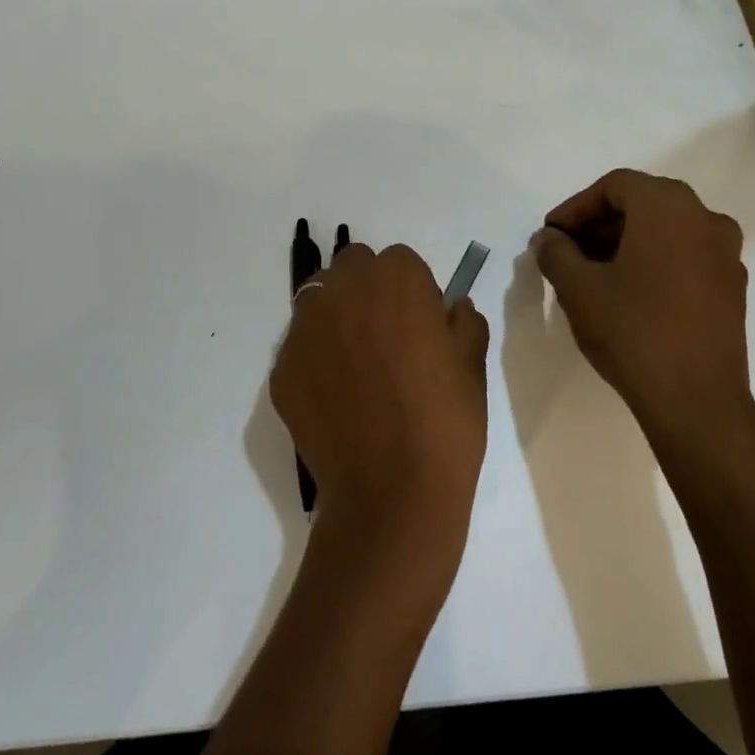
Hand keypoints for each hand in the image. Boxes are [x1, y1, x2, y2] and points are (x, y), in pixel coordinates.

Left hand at [270, 243, 489, 585]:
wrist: (391, 493)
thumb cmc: (445, 422)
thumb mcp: (472, 364)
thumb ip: (464, 320)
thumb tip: (453, 307)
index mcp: (397, 278)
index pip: (399, 261)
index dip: (411, 290)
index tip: (419, 323)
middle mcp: (345, 289)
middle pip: (352, 268)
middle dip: (367, 290)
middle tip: (385, 336)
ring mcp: (306, 327)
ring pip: (319, 300)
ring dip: (336, 316)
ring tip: (354, 364)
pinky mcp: (281, 366)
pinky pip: (300, 346)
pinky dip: (315, 359)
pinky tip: (334, 397)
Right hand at [534, 170, 754, 449]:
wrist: (697, 401)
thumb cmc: (633, 331)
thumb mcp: (578, 289)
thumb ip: (556, 253)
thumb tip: (549, 239)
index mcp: (668, 206)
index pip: (614, 186)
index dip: (576, 208)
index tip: (551, 236)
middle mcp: (705, 217)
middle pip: (642, 204)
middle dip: (599, 225)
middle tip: (567, 253)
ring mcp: (726, 253)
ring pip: (666, 231)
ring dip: (626, 243)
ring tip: (593, 274)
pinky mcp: (733, 286)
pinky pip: (686, 256)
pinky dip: (655, 261)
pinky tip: (630, 294)